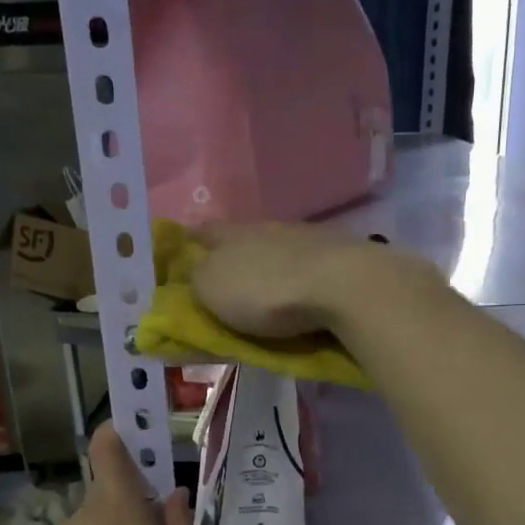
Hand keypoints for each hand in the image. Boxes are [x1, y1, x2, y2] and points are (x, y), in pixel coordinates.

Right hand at [190, 221, 428, 339]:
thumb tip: (191, 272)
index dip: (188, 244)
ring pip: (279, 251)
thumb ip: (195, 279)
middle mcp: (269, 228)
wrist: (344, 287)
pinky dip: (300, 281)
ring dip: (270, 268)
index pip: (201, 232)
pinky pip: (309, 268)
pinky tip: (302, 295)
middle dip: (232, 257)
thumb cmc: (266, 289)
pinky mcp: (339, 259)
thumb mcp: (212, 288)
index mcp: (232, 232)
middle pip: (242, 240)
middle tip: (225, 282)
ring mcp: (308, 239)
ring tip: (266, 293)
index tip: (180, 257)